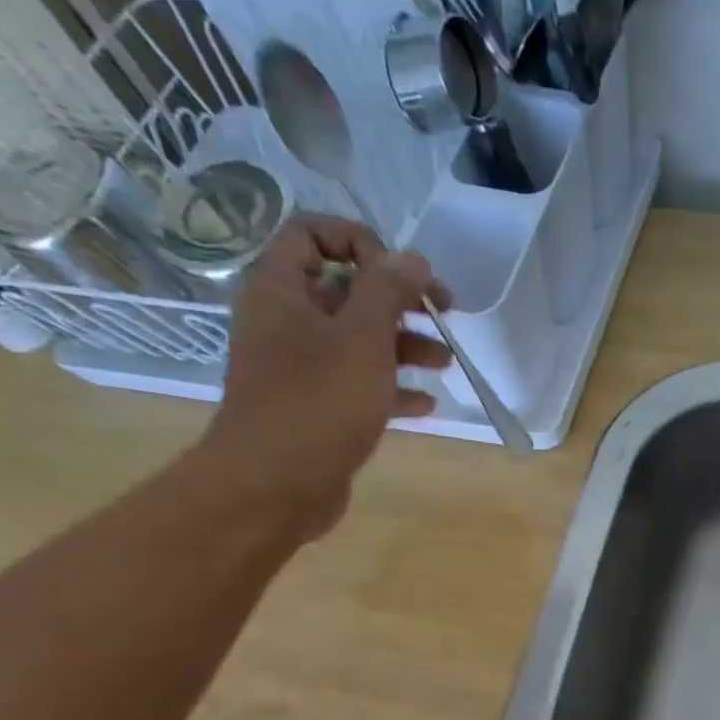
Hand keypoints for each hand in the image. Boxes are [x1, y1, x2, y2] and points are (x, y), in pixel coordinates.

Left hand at [198, 215, 454, 536]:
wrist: (274, 486)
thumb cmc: (318, 403)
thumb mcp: (362, 338)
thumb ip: (389, 291)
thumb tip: (413, 258)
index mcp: (282, 290)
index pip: (313, 234)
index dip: (362, 243)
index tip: (403, 275)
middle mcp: (286, 322)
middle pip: (346, 290)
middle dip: (399, 300)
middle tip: (445, 314)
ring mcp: (300, 368)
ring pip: (358, 340)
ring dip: (405, 344)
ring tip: (446, 362)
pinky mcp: (316, 408)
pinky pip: (359, 384)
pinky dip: (392, 387)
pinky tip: (427, 402)